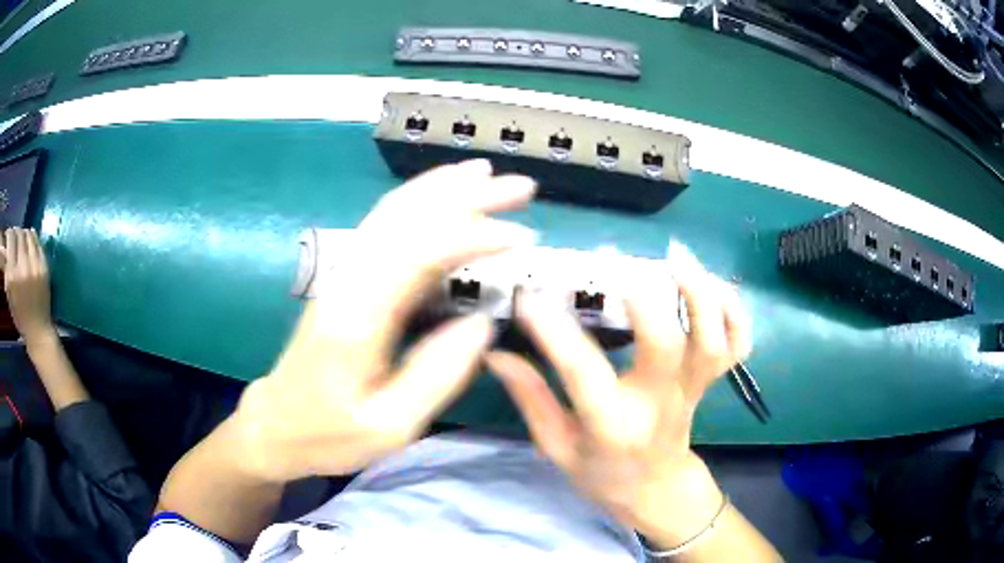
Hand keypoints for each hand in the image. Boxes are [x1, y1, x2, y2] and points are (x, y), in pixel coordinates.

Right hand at [2, 228, 55, 342]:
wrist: (37, 330)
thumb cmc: (19, 314)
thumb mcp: (9, 292)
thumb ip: (6, 267)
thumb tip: (3, 245)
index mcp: (12, 276)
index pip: (10, 239)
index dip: (9, 233)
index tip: (8, 236)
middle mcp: (22, 267)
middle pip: (19, 234)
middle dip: (16, 232)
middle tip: (14, 237)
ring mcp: (34, 266)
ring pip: (28, 234)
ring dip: (24, 233)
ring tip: (21, 239)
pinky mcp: (44, 266)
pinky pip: (37, 242)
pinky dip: (32, 238)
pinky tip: (29, 240)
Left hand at [235, 160, 536, 482]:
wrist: (276, 422)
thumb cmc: (330, 432)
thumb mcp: (390, 426)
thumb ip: (437, 375)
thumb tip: (483, 323)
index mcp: (359, 318)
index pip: (420, 253)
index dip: (474, 236)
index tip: (524, 237)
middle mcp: (349, 280)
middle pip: (409, 217)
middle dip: (468, 195)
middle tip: (522, 187)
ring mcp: (344, 273)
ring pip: (394, 210)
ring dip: (442, 186)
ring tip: (487, 173)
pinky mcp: (346, 276)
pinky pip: (384, 224)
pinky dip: (418, 199)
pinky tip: (442, 195)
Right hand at [486, 243, 750, 544]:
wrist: (656, 489)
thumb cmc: (602, 473)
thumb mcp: (556, 447)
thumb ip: (530, 398)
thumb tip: (495, 353)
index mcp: (612, 424)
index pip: (583, 372)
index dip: (553, 331)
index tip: (529, 296)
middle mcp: (658, 402)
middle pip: (667, 346)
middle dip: (647, 298)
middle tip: (618, 260)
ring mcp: (693, 389)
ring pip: (712, 340)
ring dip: (700, 293)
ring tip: (676, 255)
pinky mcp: (710, 381)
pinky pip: (738, 343)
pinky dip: (735, 310)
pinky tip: (715, 284)